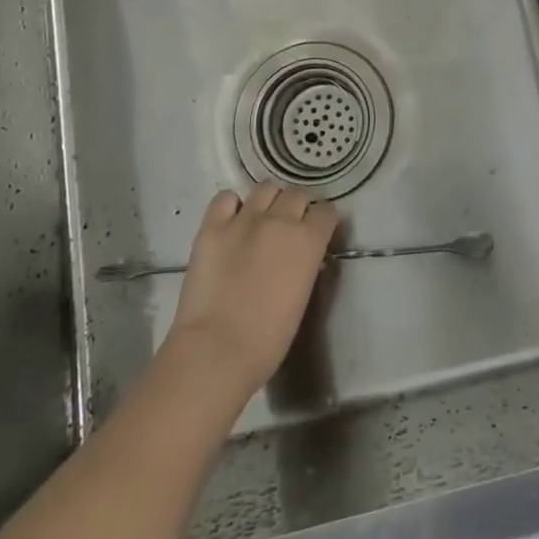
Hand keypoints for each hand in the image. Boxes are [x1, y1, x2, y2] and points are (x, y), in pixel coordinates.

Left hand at [164, 183, 338, 399]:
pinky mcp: (212, 227)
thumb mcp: (302, 296)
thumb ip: (306, 264)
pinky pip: (225, 198)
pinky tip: (231, 221)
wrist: (216, 350)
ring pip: (265, 188)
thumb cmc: (268, 339)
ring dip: (269, 201)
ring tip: (261, 219)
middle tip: (287, 228)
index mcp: (308, 240)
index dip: (322, 221)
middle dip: (297, 208)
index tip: (317, 232)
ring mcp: (244, 219)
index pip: (326, 211)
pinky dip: (231, 205)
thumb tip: (303, 255)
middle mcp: (280, 220)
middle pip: (297, 194)